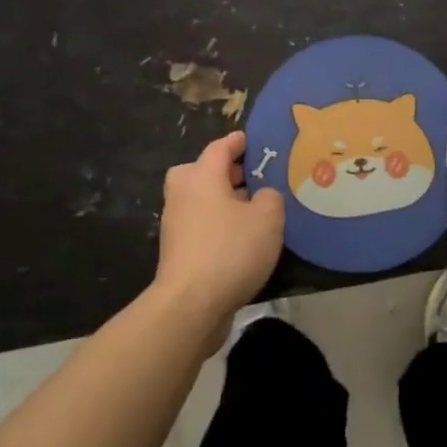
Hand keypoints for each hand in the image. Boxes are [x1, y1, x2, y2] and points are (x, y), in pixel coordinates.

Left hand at [154, 131, 284, 341]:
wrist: (190, 306)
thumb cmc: (230, 250)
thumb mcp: (268, 218)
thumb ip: (270, 197)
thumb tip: (262, 197)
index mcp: (201, 176)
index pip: (220, 147)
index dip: (238, 142)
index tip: (252, 140)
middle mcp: (183, 194)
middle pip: (201, 171)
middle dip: (225, 172)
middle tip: (252, 177)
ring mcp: (176, 224)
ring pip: (200, 200)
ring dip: (222, 200)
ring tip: (253, 210)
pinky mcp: (177, 251)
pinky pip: (200, 225)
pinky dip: (217, 224)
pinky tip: (241, 239)